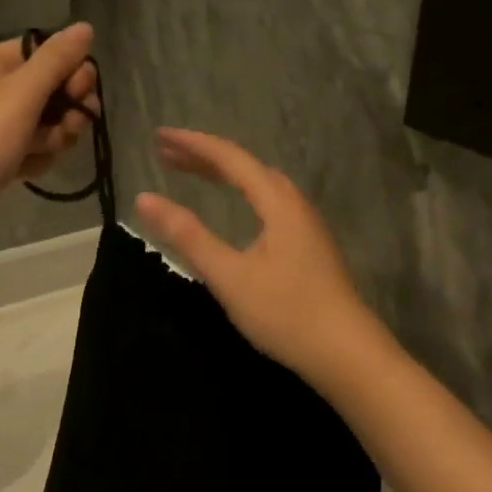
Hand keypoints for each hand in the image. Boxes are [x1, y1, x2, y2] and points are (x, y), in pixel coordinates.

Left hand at [0, 24, 98, 246]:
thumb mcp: (20, 95)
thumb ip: (56, 61)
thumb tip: (85, 26)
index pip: (47, 52)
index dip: (71, 71)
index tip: (81, 93)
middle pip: (51, 89)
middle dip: (67, 109)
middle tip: (67, 129)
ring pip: (46, 123)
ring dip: (54, 138)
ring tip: (39, 154)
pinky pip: (32, 149)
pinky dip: (37, 159)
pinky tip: (27, 172)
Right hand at [134, 129, 383, 382]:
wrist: (347, 355)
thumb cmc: (286, 313)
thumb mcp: (228, 275)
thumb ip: (187, 235)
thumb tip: (144, 198)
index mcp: (278, 203)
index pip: (229, 158)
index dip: (192, 144)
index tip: (158, 136)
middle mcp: (294, 205)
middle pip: (246, 167)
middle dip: (204, 156)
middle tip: (166, 154)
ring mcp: (305, 226)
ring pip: (259, 184)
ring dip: (224, 174)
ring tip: (192, 172)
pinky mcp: (308, 247)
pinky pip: (268, 202)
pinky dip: (240, 193)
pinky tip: (235, 210)